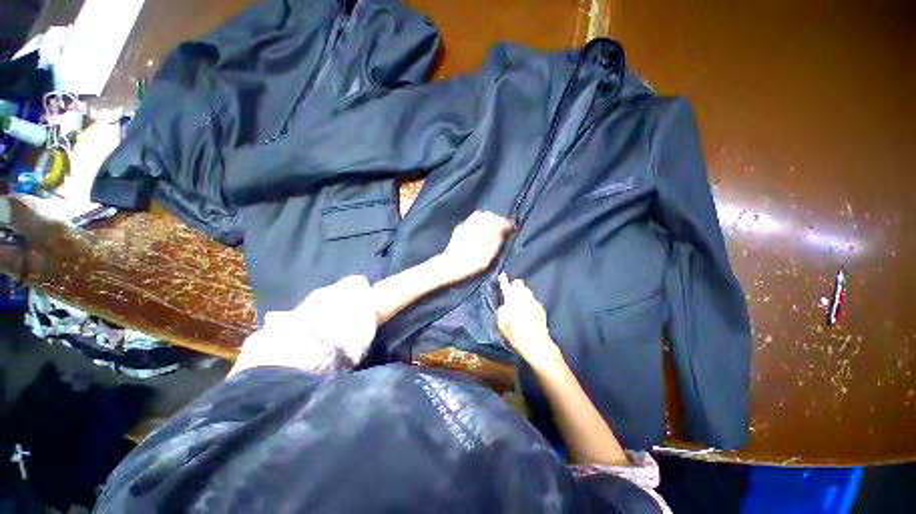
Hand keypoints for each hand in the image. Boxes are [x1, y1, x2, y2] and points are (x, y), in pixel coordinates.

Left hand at [437, 211, 511, 282]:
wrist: (448, 266)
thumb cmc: (469, 266)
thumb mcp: (487, 260)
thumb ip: (496, 244)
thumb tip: (503, 233)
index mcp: (483, 234)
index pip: (499, 223)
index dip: (507, 225)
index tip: (511, 229)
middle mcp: (474, 226)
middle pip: (491, 216)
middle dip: (498, 220)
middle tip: (503, 228)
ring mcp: (466, 225)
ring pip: (481, 215)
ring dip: (489, 219)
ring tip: (493, 227)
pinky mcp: (460, 227)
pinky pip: (473, 218)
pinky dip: (480, 220)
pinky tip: (481, 229)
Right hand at [497, 273, 561, 367]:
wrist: (537, 344)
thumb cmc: (516, 336)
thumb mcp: (502, 325)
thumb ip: (502, 312)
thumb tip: (505, 306)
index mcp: (512, 303)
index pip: (507, 288)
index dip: (504, 281)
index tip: (502, 275)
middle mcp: (524, 299)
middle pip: (519, 285)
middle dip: (515, 285)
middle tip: (512, 288)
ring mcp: (534, 302)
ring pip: (527, 290)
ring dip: (522, 291)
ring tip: (520, 297)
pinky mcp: (540, 307)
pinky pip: (532, 298)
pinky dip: (528, 299)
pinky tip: (527, 306)